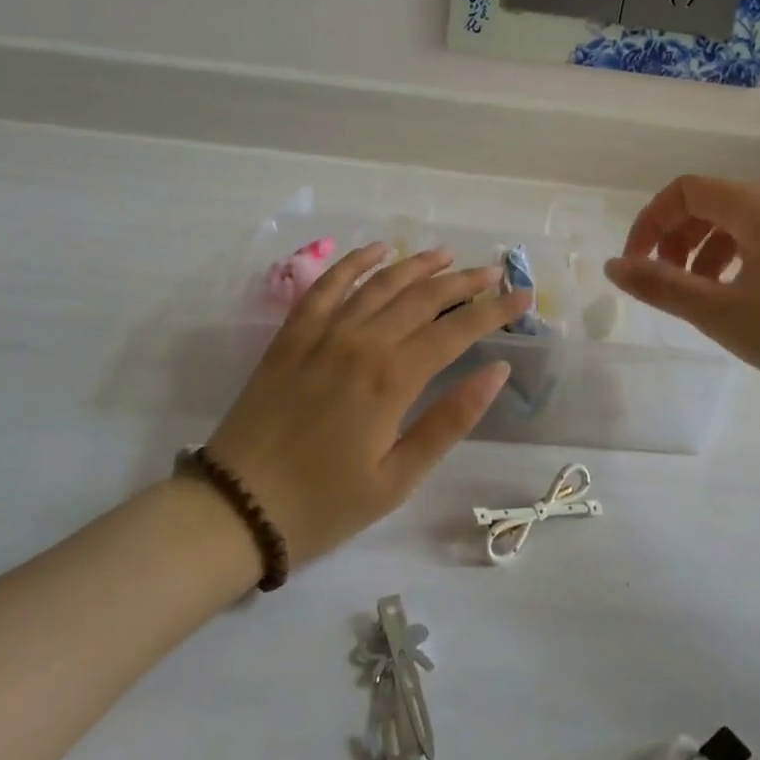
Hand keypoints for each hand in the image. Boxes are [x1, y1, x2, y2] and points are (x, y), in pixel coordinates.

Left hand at [203, 245, 530, 567]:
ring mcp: (323, 333)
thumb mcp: (398, 478)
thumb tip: (497, 371)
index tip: (524, 298)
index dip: (496, 312)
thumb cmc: (324, 503)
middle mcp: (361, 342)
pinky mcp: (292, 336)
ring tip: (448, 255)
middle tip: (495, 272)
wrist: (235, 509)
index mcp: (392, 378)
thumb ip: (450, 420)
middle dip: (465, 281)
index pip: (457, 330)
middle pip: (423, 297)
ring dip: (418, 265)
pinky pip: (327, 285)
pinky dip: (354, 262)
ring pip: (380, 283)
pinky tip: (377, 251)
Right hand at [605, 176, 759, 407]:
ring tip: (695, 299)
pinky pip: (759, 246)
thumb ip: (660, 286)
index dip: (649, 223)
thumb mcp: (719, 312)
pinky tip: (735, 303)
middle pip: (707, 205)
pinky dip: (731, 266)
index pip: (684, 191)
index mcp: (754, 206)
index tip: (634, 266)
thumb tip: (612, 266)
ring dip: (700, 255)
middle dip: (673, 240)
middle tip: (662, 284)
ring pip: (733, 227)